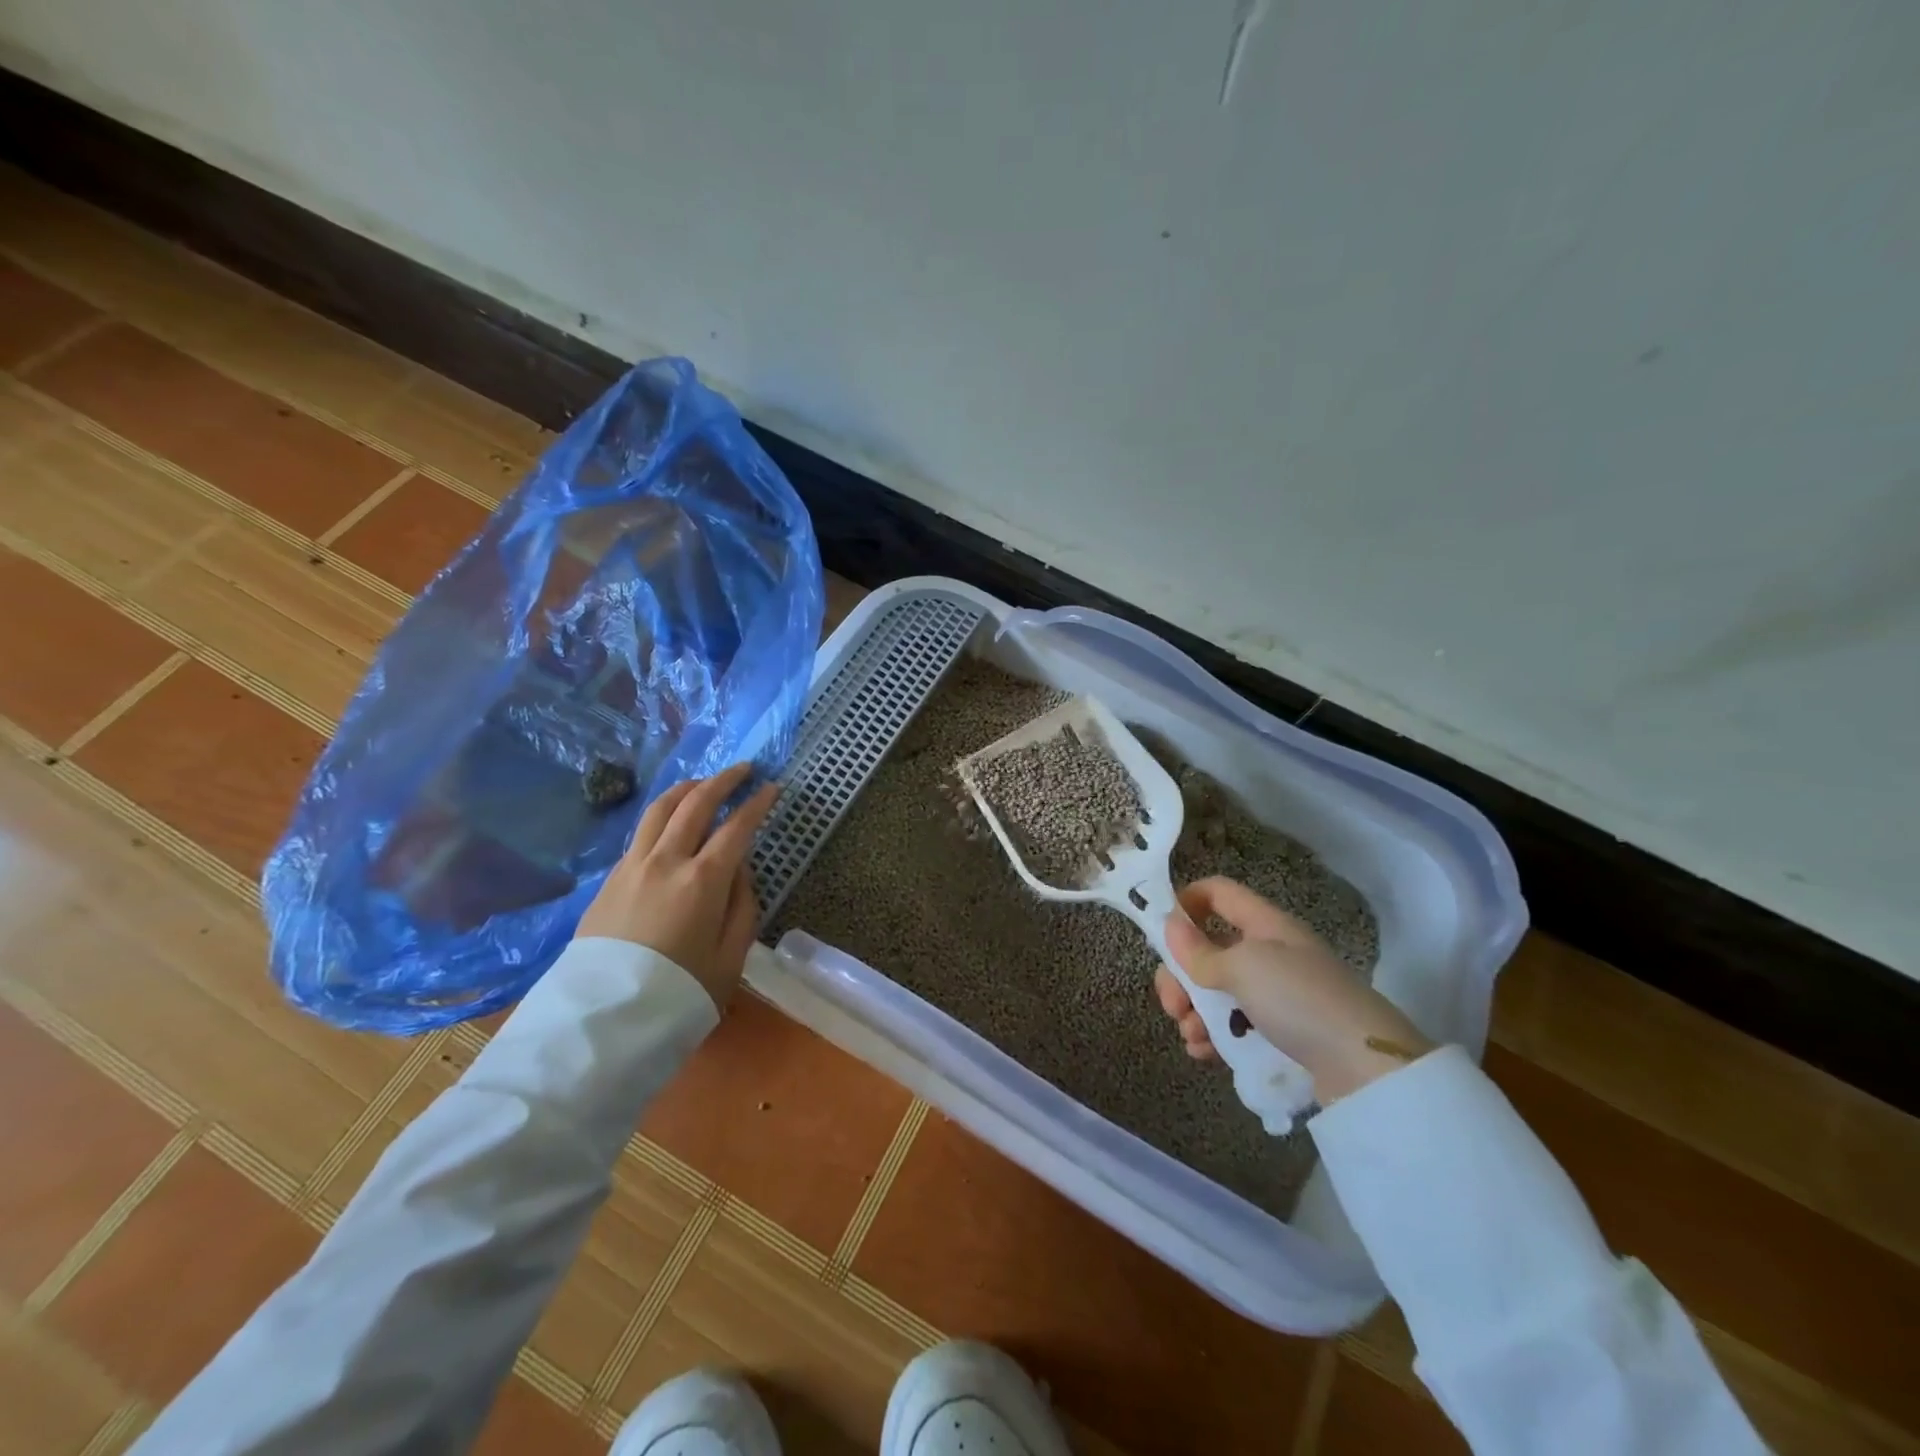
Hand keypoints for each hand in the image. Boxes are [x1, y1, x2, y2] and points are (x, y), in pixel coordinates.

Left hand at [576, 764, 779, 1008]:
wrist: (603, 1022)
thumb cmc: (679, 994)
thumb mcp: (730, 958)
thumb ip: (742, 907)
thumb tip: (740, 871)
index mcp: (703, 881)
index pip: (737, 827)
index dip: (757, 803)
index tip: (772, 786)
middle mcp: (666, 861)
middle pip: (696, 804)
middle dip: (723, 780)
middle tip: (743, 769)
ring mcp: (632, 867)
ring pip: (660, 810)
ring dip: (686, 789)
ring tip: (703, 782)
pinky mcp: (609, 880)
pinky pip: (640, 833)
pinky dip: (662, 815)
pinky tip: (670, 823)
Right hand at [1156, 876, 1434, 1103]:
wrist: (1367, 1068)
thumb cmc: (1299, 999)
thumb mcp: (1242, 968)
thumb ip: (1199, 950)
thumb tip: (1168, 924)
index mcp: (1264, 924)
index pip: (1217, 893)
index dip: (1185, 901)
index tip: (1160, 931)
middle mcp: (1269, 953)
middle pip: (1209, 949)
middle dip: (1181, 975)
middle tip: (1172, 1004)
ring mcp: (1277, 995)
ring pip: (1218, 992)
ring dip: (1194, 1011)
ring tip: (1192, 1036)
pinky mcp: (1282, 1033)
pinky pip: (1235, 1026)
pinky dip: (1214, 1037)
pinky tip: (1204, 1053)